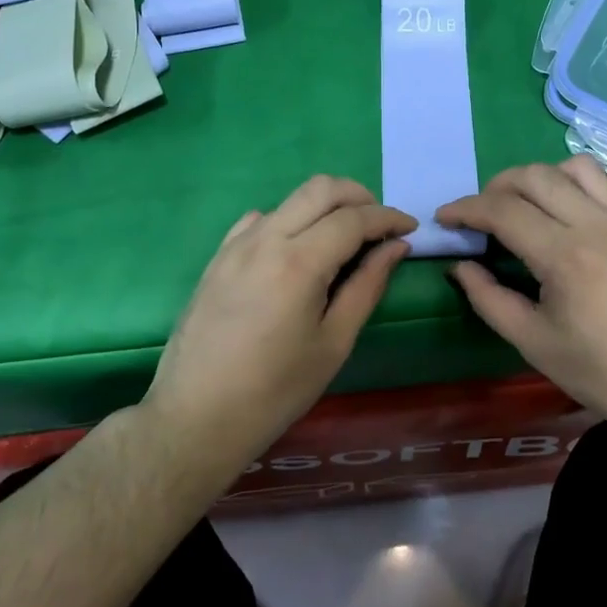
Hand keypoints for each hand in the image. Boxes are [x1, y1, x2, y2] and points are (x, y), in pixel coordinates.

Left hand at [145, 176, 415, 469]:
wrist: (195, 417)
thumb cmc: (275, 391)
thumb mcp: (333, 343)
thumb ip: (367, 287)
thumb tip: (395, 248)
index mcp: (299, 262)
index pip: (353, 218)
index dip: (388, 218)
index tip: (410, 228)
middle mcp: (266, 238)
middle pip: (321, 188)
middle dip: (360, 197)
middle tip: (380, 225)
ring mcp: (237, 244)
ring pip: (291, 199)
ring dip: (325, 206)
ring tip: (344, 240)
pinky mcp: (219, 256)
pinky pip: (261, 219)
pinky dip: (290, 220)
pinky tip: (297, 251)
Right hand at [437, 157, 606, 434]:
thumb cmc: (606, 376)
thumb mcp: (535, 345)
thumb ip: (489, 300)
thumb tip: (462, 267)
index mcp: (563, 255)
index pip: (502, 210)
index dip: (465, 208)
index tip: (444, 217)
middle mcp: (595, 224)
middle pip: (534, 176)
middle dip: (496, 186)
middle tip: (480, 215)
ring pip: (575, 167)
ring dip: (540, 177)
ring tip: (526, 206)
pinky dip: (583, 182)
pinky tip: (574, 208)